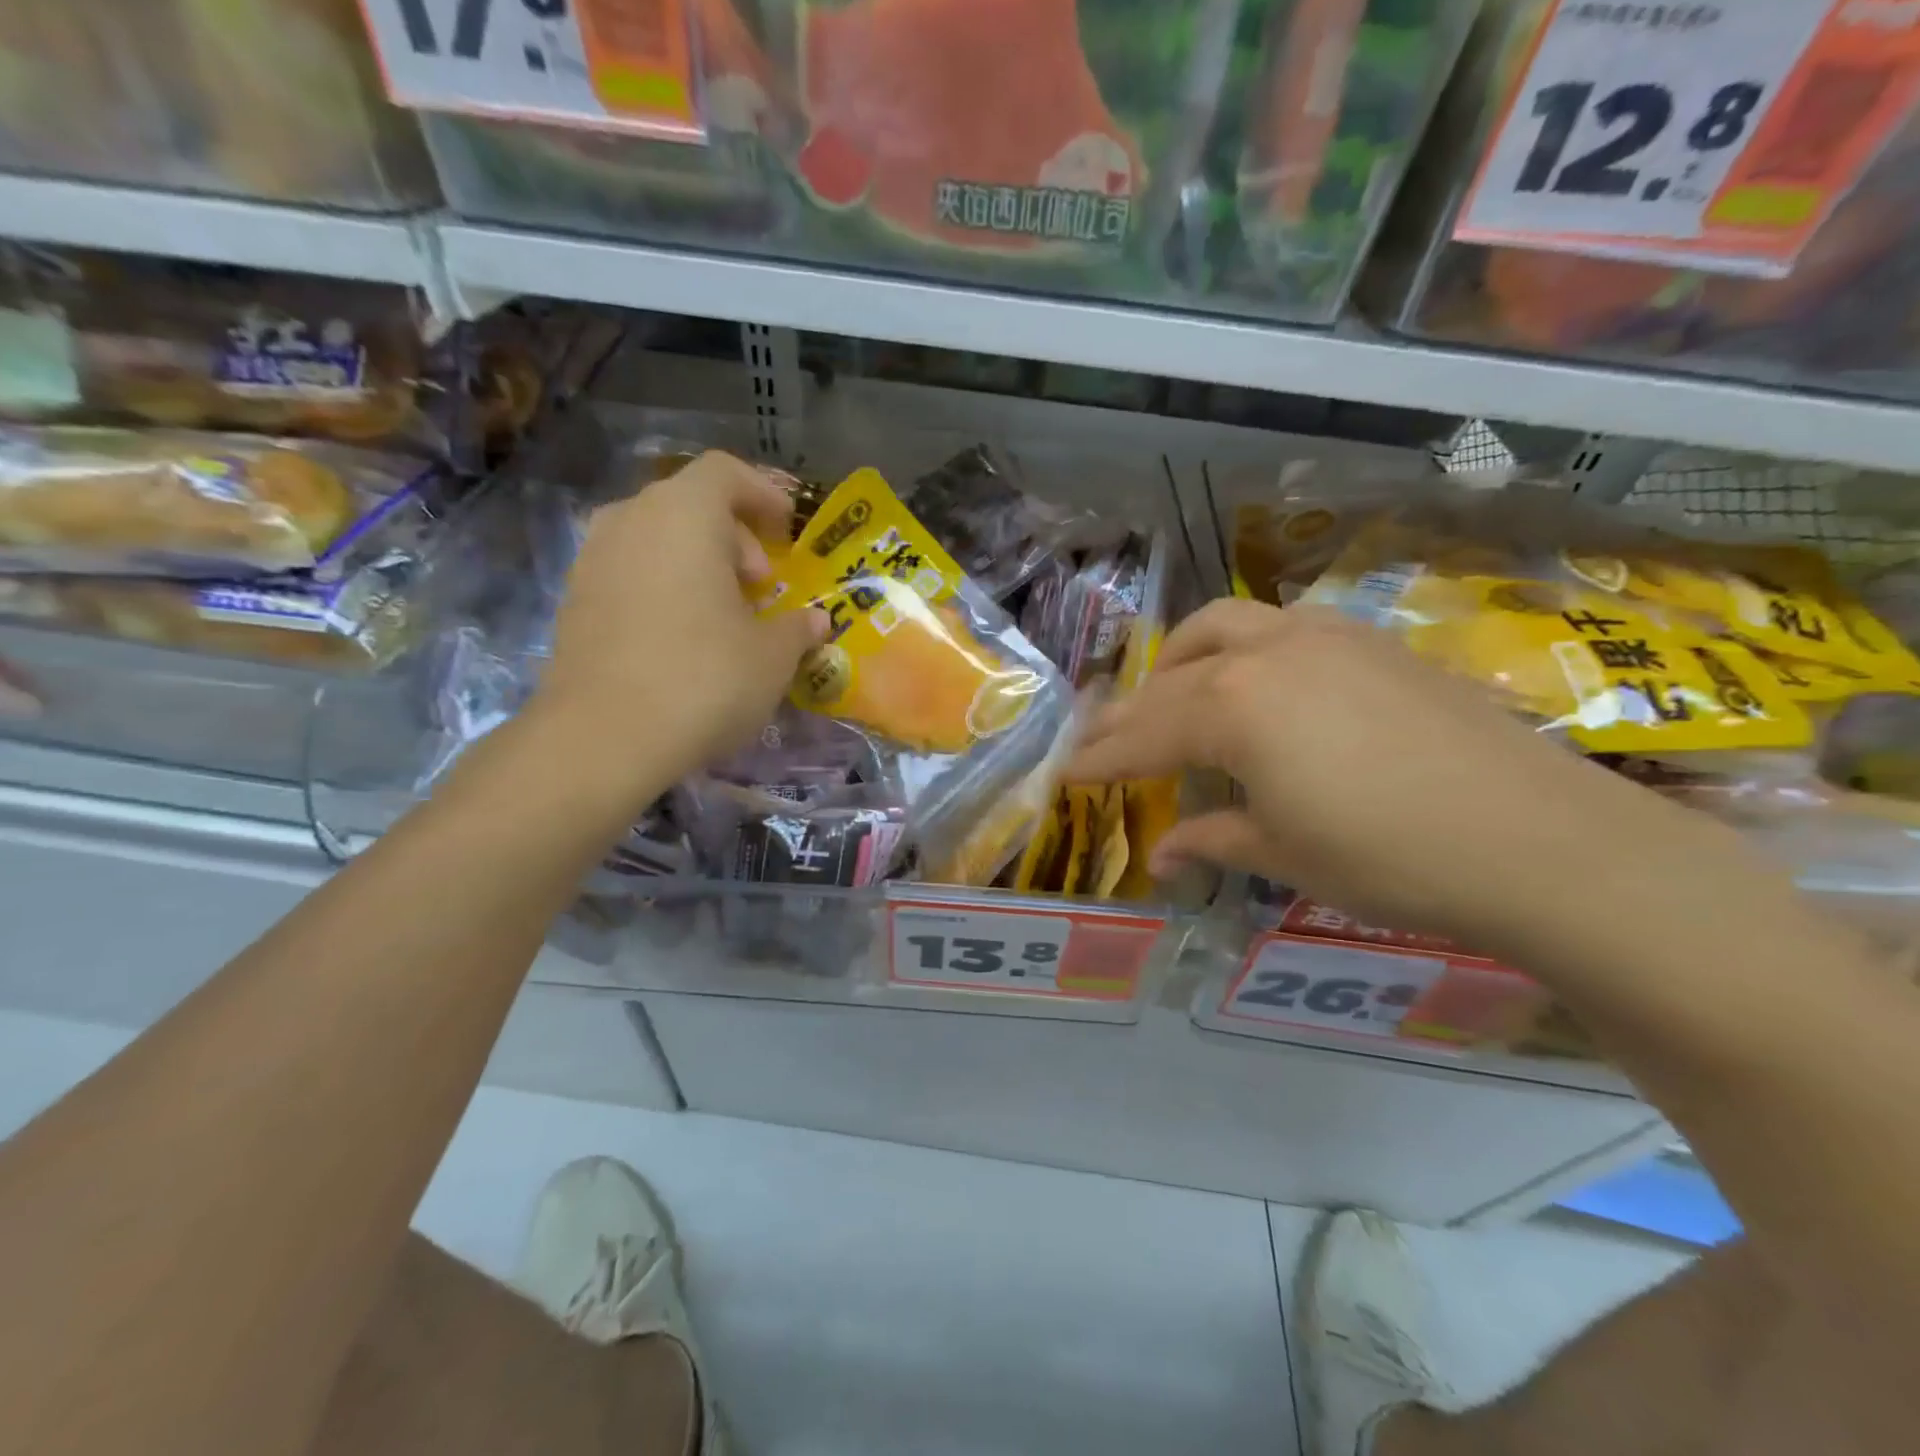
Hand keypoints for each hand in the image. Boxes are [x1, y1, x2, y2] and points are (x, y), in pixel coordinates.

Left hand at [529, 451, 826, 798]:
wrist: (602, 737)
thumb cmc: (704, 679)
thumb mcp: (772, 657)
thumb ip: (798, 629)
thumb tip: (816, 621)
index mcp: (684, 515)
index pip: (725, 472)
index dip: (763, 493)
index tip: (787, 530)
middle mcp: (631, 520)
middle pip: (689, 504)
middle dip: (733, 536)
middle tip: (760, 585)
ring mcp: (593, 558)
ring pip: (655, 537)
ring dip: (695, 562)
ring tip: (723, 611)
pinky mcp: (573, 600)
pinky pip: (629, 571)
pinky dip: (662, 586)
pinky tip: (681, 637)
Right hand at [1068, 599, 1688, 948]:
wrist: (1540, 839)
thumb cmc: (1391, 856)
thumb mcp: (1284, 854)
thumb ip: (1212, 841)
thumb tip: (1161, 856)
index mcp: (1233, 707)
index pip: (1143, 734)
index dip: (1101, 758)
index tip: (1066, 772)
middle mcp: (1268, 653)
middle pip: (1173, 674)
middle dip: (1131, 708)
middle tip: (1107, 739)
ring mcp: (1324, 637)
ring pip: (1226, 627)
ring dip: (1184, 662)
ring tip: (1174, 698)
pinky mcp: (1371, 641)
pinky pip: (1281, 628)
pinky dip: (1244, 652)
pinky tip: (1259, 686)